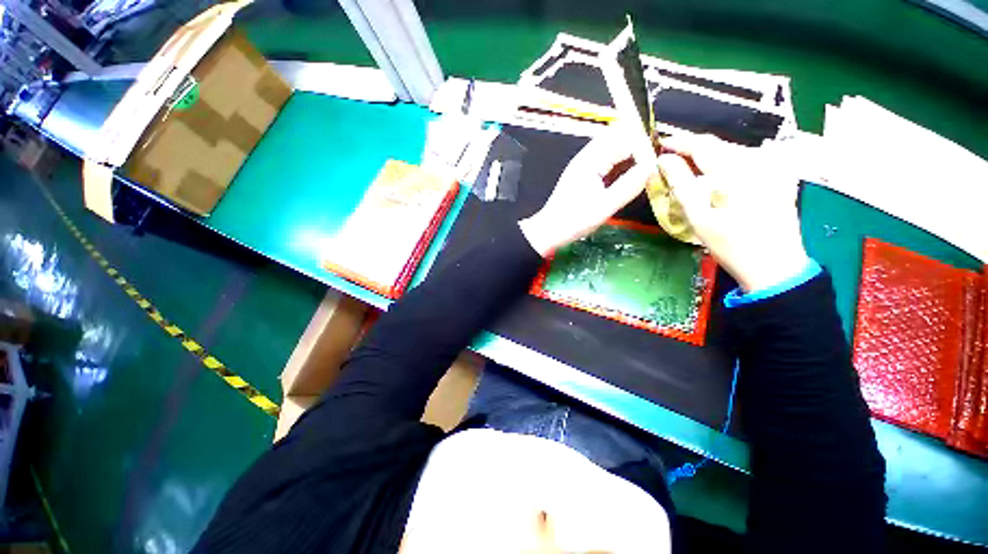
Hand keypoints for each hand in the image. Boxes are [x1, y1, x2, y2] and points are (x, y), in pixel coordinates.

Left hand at [520, 128, 650, 256]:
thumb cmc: (574, 220)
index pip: (622, 139)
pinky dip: (620, 162)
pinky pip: (606, 160)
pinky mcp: (583, 174)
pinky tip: (631, 170)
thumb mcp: (604, 206)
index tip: (664, 148)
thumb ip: (628, 186)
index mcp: (590, 160)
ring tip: (650, 161)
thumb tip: (653, 167)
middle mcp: (586, 157)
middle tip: (660, 154)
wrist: (550, 230)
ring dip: (630, 152)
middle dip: (638, 143)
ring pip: (612, 149)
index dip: (644, 141)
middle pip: (617, 139)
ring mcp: (583, 165)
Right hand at [657, 133, 808, 291]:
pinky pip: (747, 161)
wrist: (775, 267)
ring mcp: (772, 169)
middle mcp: (758, 163)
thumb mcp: (699, 218)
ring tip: (690, 167)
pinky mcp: (779, 178)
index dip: (679, 141)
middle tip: (671, 159)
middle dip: (693, 149)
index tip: (660, 143)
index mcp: (737, 172)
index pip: (703, 145)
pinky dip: (726, 164)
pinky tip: (718, 177)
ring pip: (733, 152)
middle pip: (719, 145)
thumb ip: (681, 186)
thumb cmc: (732, 246)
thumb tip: (664, 161)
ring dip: (709, 156)